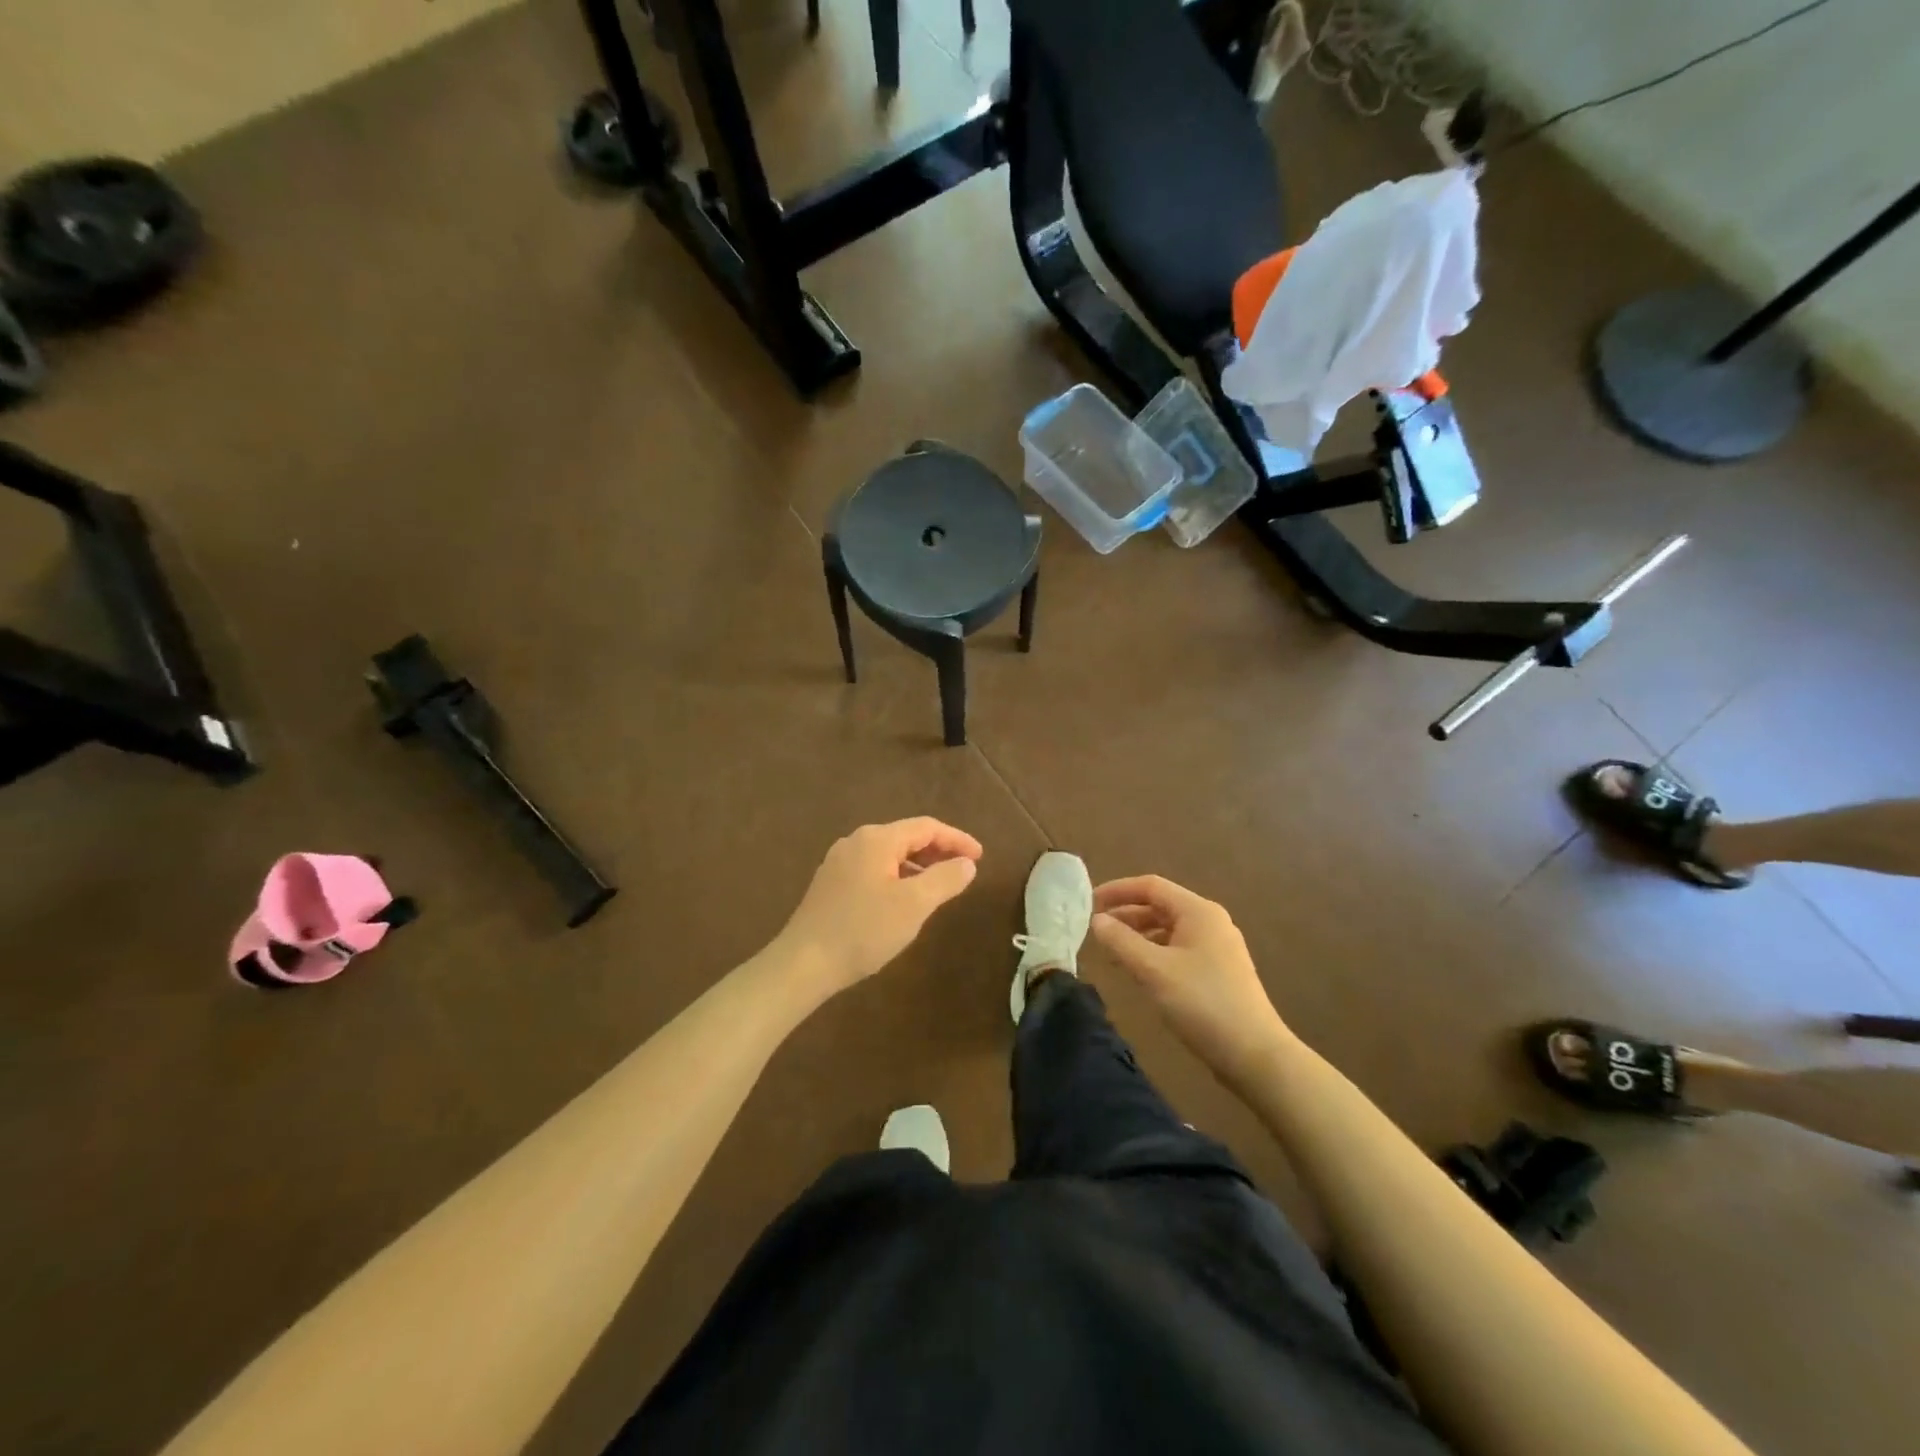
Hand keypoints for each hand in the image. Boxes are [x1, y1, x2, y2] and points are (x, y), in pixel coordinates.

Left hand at [776, 818, 982, 994]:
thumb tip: (967, 864)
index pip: (926, 827)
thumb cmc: (863, 930)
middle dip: (938, 851)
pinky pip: (874, 869)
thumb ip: (945, 879)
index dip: (957, 839)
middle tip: (964, 870)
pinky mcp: (831, 884)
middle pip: (906, 837)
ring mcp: (839, 862)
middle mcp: (856, 842)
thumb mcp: (914, 905)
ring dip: (918, 865)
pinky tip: (904, 900)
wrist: (803, 963)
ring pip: (889, 855)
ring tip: (940, 886)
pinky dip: (898, 876)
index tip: (980, 857)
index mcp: (877, 839)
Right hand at [1091, 875, 1291, 1089]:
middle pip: (1160, 905)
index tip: (1088, 904)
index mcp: (1198, 911)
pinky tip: (1139, 971)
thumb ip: (1121, 942)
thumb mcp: (1154, 970)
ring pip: (1168, 929)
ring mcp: (1217, 947)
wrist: (1255, 1054)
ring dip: (1138, 935)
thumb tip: (1096, 920)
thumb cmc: (1202, 1003)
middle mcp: (1210, 921)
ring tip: (1112, 952)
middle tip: (1095, 930)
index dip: (1117, 890)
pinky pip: (1178, 949)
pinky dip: (1154, 952)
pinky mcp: (1219, 971)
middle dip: (1126, 914)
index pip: (1150, 886)